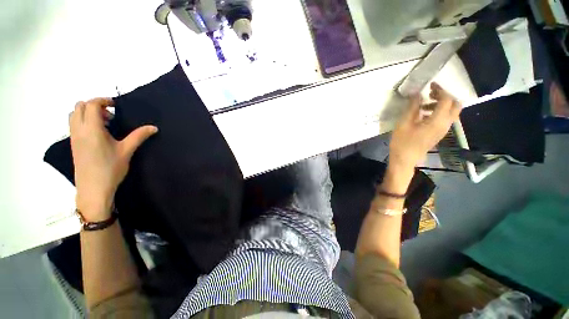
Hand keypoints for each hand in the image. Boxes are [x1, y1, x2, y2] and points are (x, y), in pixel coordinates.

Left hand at [69, 98, 157, 220]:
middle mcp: (79, 130)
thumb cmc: (111, 168)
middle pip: (79, 106)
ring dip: (88, 113)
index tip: (116, 105)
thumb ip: (139, 136)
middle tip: (110, 115)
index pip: (91, 105)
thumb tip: (154, 128)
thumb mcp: (127, 151)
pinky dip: (84, 122)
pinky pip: (75, 125)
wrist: (93, 188)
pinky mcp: (73, 144)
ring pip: (74, 115)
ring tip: (105, 124)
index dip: (103, 100)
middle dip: (94, 105)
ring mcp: (74, 137)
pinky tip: (99, 134)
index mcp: (92, 129)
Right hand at [389, 83, 461, 171]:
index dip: (440, 90)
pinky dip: (438, 112)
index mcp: (438, 121)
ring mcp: (443, 130)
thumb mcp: (404, 123)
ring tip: (424, 105)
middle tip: (430, 94)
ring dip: (441, 104)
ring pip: (451, 112)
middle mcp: (445, 124)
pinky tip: (423, 115)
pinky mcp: (439, 134)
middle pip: (455, 105)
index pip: (447, 99)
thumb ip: (412, 108)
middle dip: (445, 96)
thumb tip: (417, 94)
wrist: (405, 159)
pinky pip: (445, 118)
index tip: (429, 85)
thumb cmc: (402, 142)